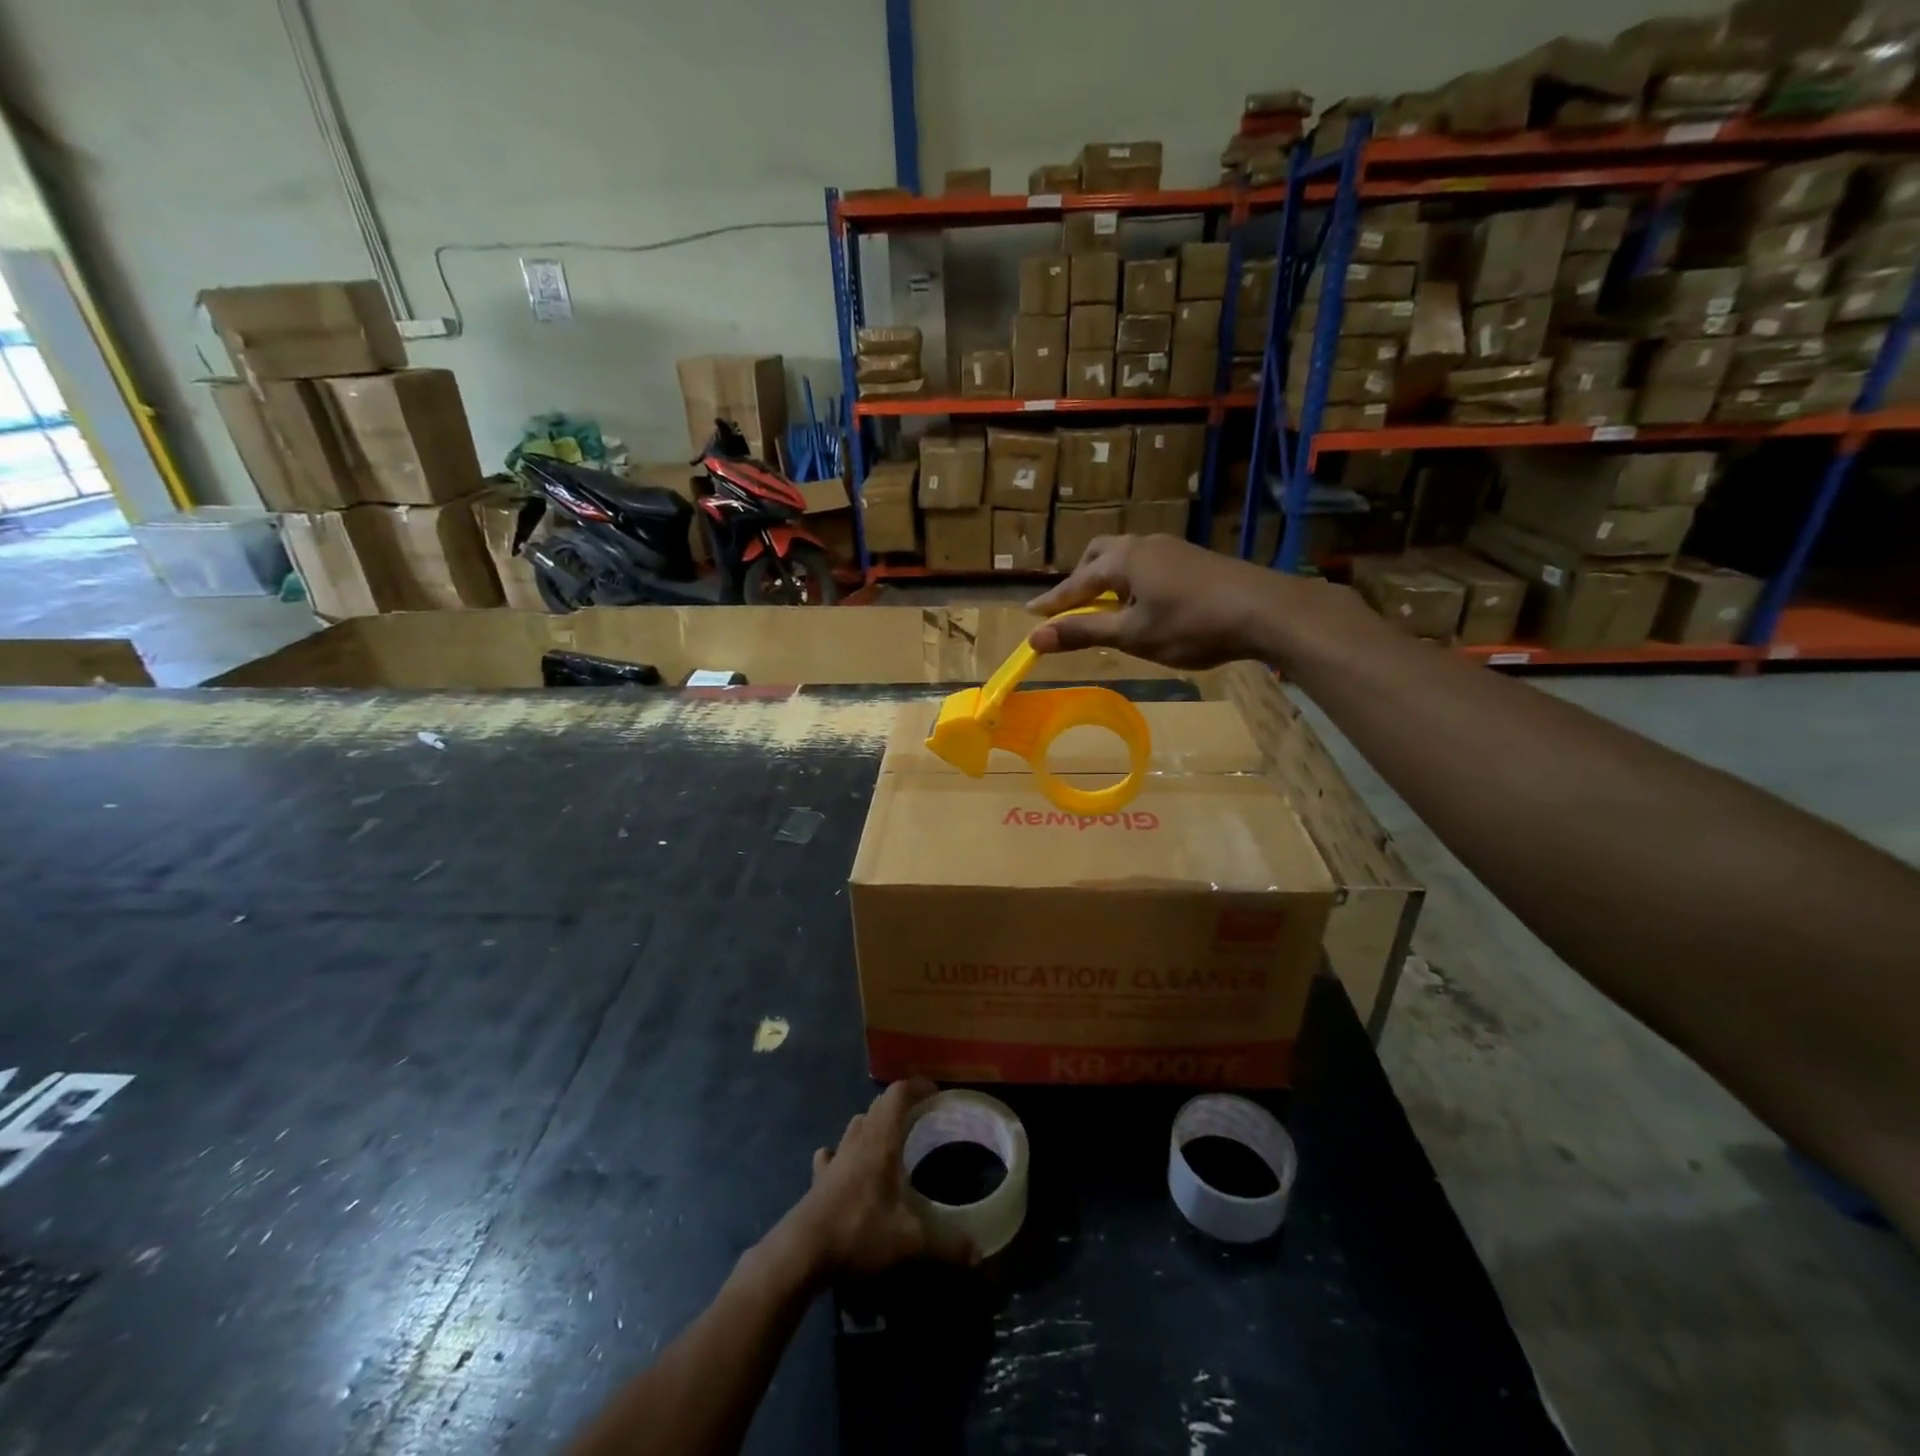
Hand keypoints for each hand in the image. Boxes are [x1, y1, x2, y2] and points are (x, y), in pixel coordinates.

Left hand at [778, 1079, 976, 1275]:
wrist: (803, 1251)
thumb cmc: (859, 1231)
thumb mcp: (909, 1241)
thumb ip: (946, 1244)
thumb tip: (978, 1253)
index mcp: (881, 1141)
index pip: (898, 1095)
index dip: (917, 1087)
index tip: (936, 1093)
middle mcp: (857, 1140)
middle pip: (878, 1106)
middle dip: (899, 1105)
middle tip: (920, 1118)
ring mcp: (835, 1158)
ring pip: (855, 1125)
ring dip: (873, 1124)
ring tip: (889, 1140)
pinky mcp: (818, 1179)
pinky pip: (831, 1155)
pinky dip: (842, 1153)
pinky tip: (845, 1165)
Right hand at [1026, 532, 1304, 668]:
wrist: (1265, 610)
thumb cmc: (1191, 625)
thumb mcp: (1132, 635)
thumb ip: (1083, 632)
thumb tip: (1035, 637)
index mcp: (1123, 560)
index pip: (1075, 583)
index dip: (1052, 603)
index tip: (1030, 614)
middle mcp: (1144, 545)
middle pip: (1099, 556)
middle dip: (1080, 580)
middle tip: (1072, 607)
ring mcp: (1172, 548)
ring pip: (1126, 559)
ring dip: (1108, 581)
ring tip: (1108, 610)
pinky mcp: (1193, 559)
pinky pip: (1148, 565)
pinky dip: (1132, 583)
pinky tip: (1145, 607)